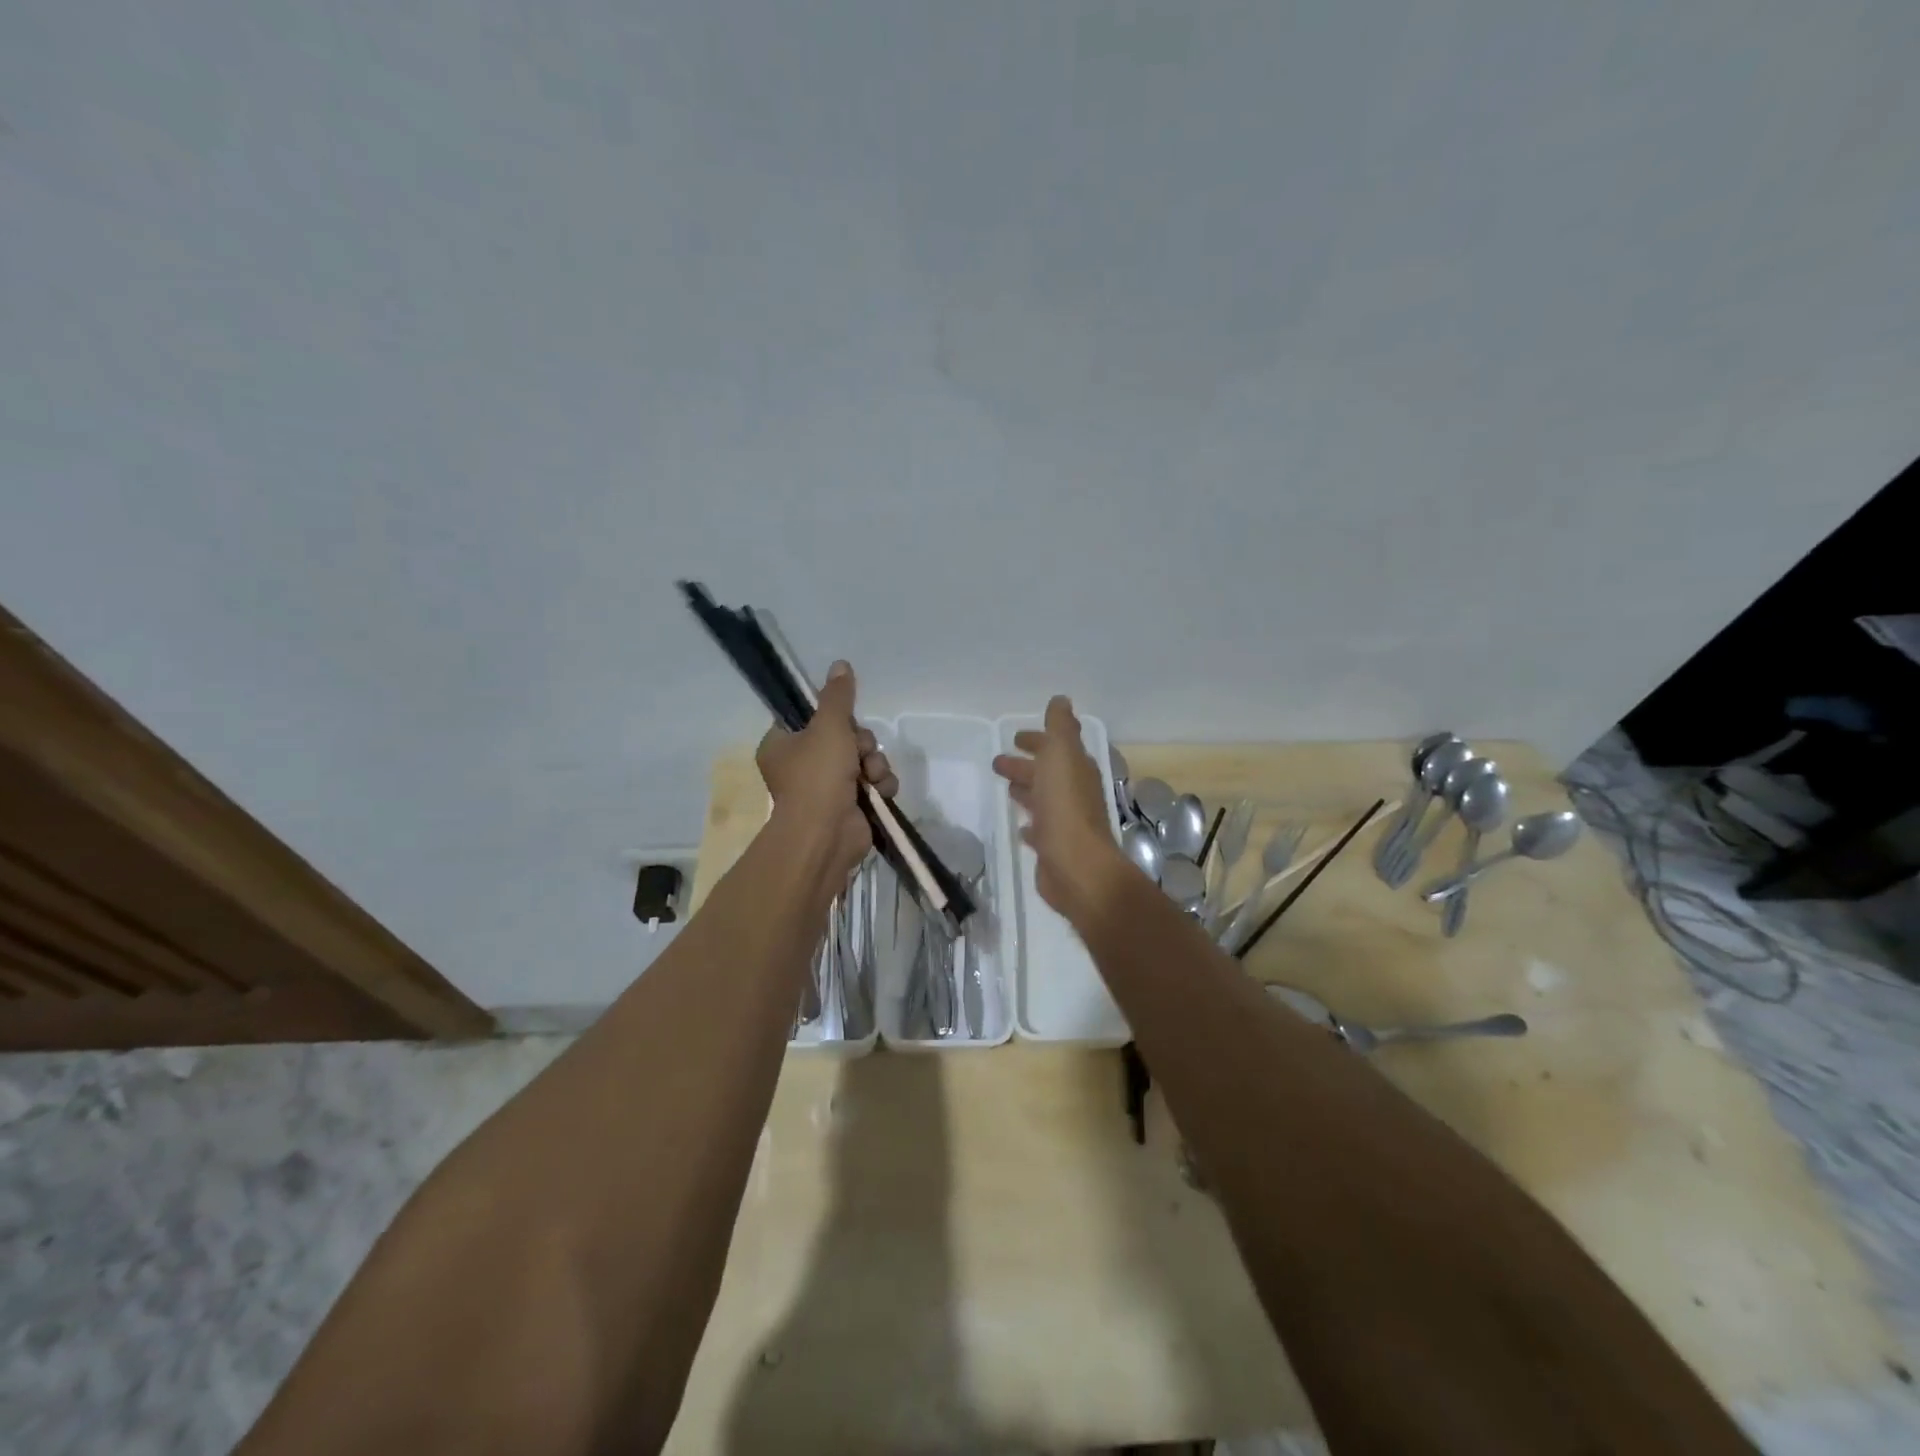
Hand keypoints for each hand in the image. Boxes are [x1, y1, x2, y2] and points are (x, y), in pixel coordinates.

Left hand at [756, 661, 897, 882]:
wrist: (826, 835)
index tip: (843, 719)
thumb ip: (837, 696)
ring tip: (871, 777)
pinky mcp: (851, 806)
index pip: (810, 717)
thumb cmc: (817, 776)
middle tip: (858, 752)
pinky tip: (880, 791)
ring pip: (863, 759)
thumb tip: (840, 664)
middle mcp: (801, 766)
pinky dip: (880, 785)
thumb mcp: (828, 726)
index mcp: (783, 745)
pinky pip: (873, 783)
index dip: (833, 717)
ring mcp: (827, 788)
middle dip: (861, 743)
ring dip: (874, 764)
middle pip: (844, 736)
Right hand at [992, 695, 1130, 916]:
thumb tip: (1061, 700)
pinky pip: (1040, 829)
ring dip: (1027, 790)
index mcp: (1076, 769)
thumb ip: (1060, 727)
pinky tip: (1021, 827)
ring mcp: (1065, 821)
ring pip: (1043, 799)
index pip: (1056, 747)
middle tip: (998, 762)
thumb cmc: (1065, 806)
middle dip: (1026, 765)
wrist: (1076, 865)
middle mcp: (1074, 793)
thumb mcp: (1061, 754)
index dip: (1038, 740)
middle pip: (1047, 773)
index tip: (1017, 738)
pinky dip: (1030, 824)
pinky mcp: (1054, 848)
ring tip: (1007, 788)